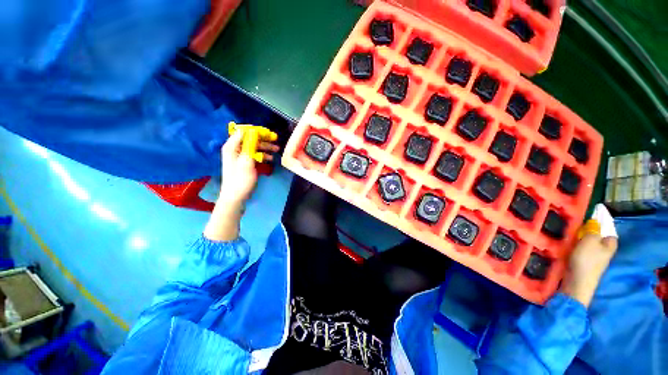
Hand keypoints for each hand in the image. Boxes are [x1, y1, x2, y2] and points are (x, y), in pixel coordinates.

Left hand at [204, 130, 278, 241]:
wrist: (236, 197)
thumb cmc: (240, 180)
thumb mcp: (246, 162)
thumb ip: (249, 146)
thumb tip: (253, 132)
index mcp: (232, 147)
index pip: (243, 132)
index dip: (256, 131)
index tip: (268, 134)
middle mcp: (235, 149)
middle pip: (250, 139)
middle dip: (263, 139)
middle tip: (275, 141)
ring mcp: (240, 157)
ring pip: (254, 147)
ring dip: (265, 148)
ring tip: (276, 150)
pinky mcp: (245, 163)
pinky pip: (254, 155)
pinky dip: (262, 155)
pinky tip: (270, 159)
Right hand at [560, 204, 617, 306]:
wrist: (577, 282)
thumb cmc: (586, 260)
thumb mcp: (590, 241)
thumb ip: (593, 229)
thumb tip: (595, 220)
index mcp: (610, 243)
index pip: (608, 227)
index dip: (602, 219)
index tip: (592, 210)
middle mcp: (604, 248)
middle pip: (598, 233)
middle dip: (590, 226)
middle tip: (578, 217)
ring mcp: (594, 256)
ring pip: (589, 240)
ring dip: (581, 234)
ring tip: (571, 226)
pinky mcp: (583, 261)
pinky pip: (581, 246)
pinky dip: (576, 242)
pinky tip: (568, 240)